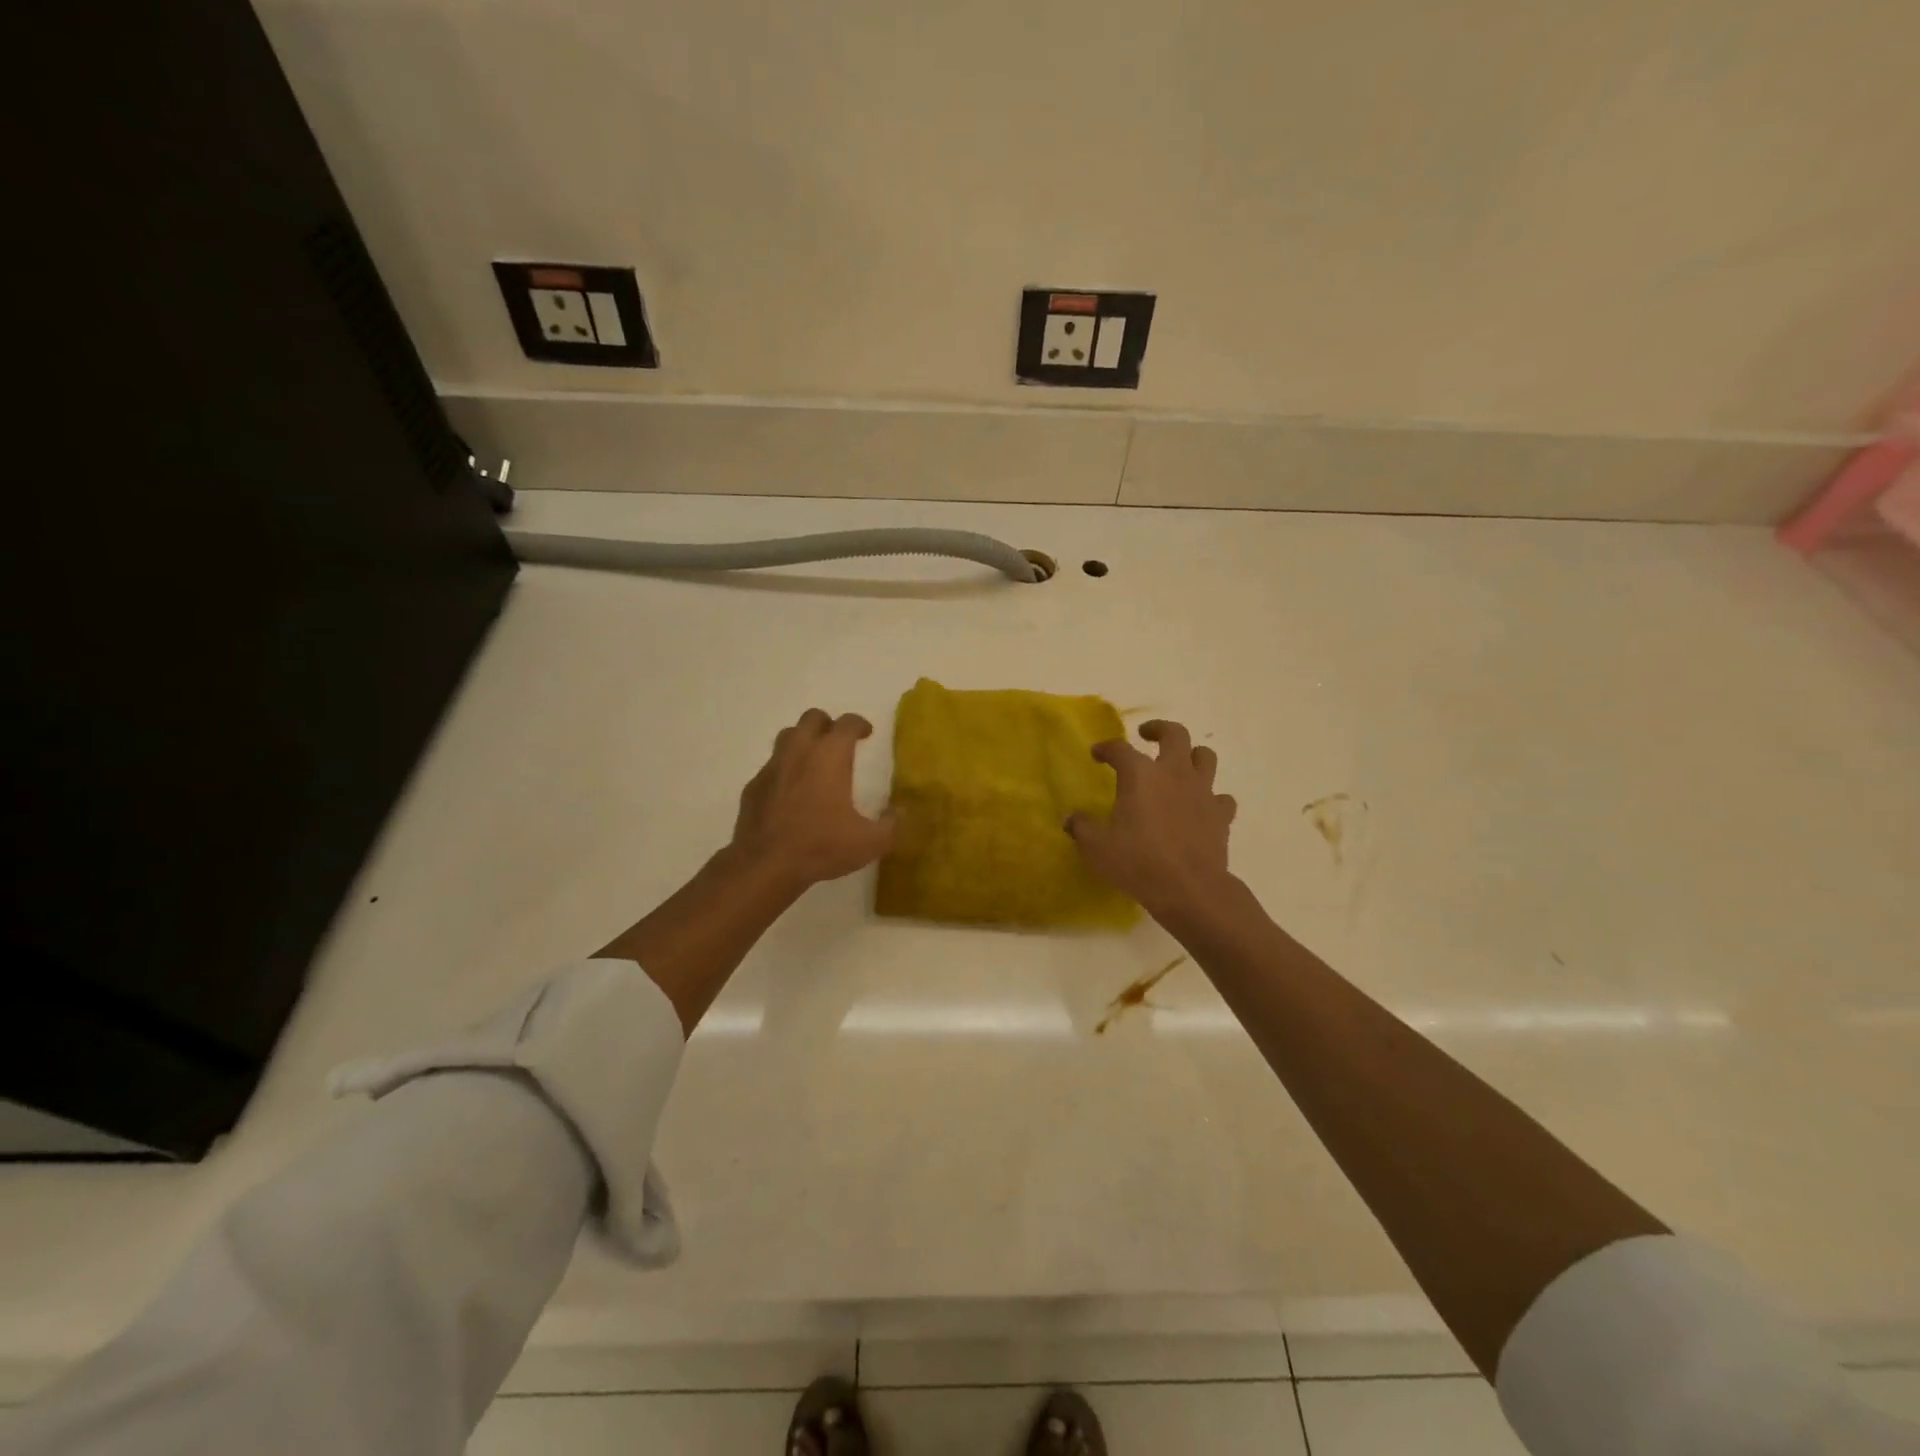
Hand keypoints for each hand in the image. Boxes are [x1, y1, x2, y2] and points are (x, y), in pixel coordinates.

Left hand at [730, 709, 894, 888]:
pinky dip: (784, 770)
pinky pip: (771, 767)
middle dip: (828, 725)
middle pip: (812, 718)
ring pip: (787, 736)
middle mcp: (799, 751)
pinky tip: (791, 792)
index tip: (867, 733)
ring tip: (814, 762)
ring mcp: (772, 767)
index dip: (859, 724)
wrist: (766, 865)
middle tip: (839, 743)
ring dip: (803, 741)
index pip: (847, 723)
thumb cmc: (821, 846)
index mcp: (830, 756)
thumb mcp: (870, 842)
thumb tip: (900, 812)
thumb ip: (891, 825)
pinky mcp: (753, 787)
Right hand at [1066, 719, 1236, 921]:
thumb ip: (1082, 828)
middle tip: (1147, 735)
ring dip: (1192, 756)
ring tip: (1179, 765)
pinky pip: (1221, 796)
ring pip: (1205, 756)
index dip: (1106, 748)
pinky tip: (1201, 807)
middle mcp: (1174, 773)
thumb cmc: (1138, 863)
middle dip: (1159, 730)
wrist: (1190, 889)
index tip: (1097, 754)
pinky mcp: (1221, 814)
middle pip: (1175, 734)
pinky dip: (1211, 797)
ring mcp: (1202, 791)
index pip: (1120, 748)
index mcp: (1140, 775)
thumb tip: (1071, 819)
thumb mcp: (1097, 848)